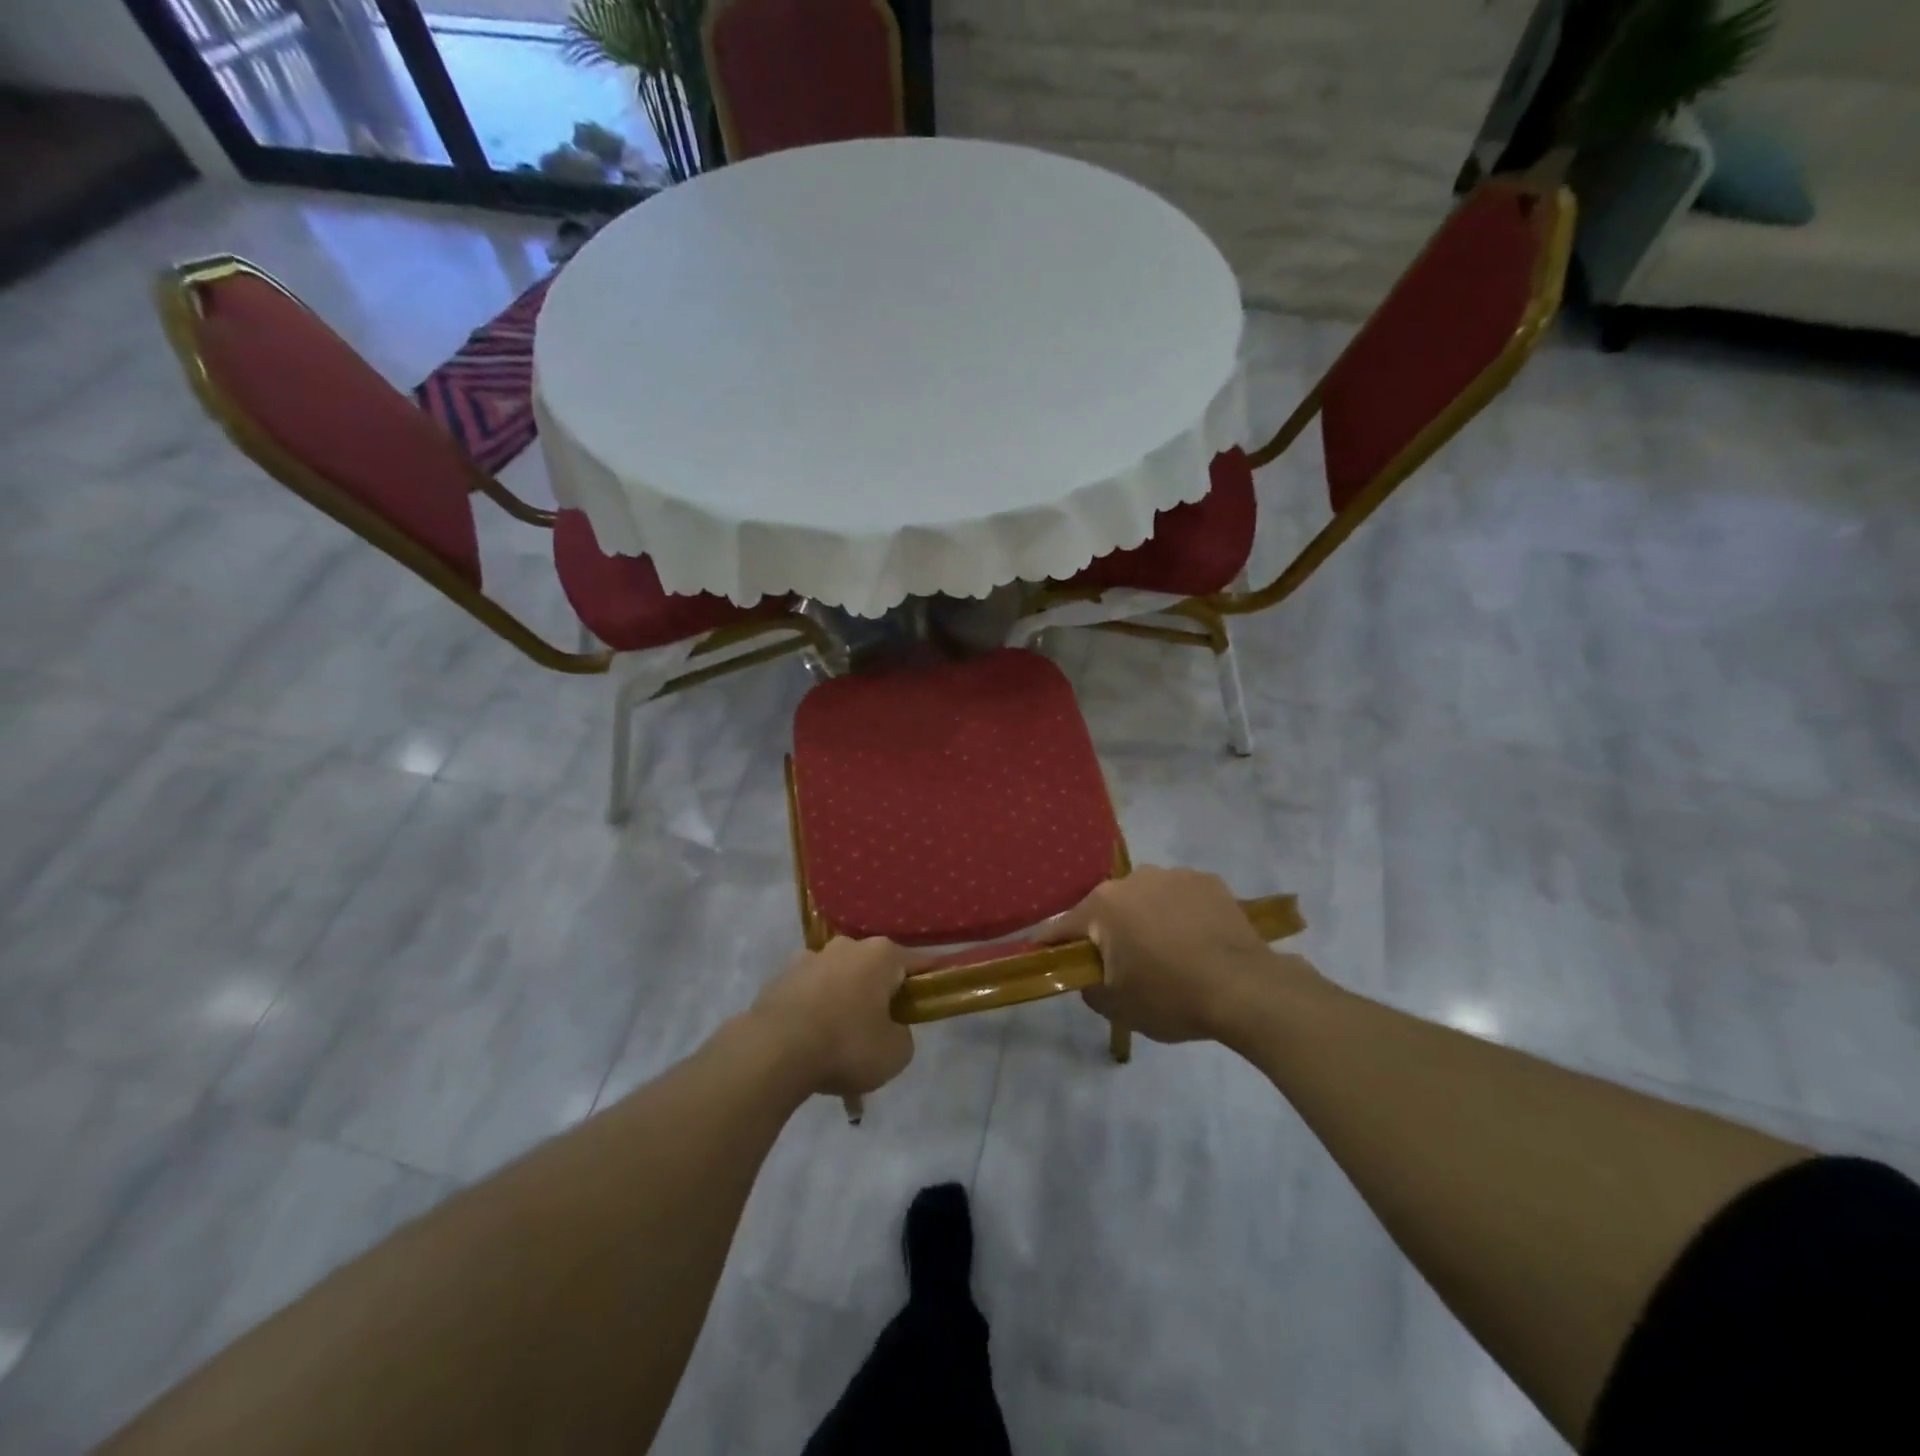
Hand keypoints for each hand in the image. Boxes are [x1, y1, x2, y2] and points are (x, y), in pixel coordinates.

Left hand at [749, 937, 915, 1097]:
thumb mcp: (896, 1053)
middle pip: (872, 969)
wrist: (773, 1052)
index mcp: (881, 954)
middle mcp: (846, 946)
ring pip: (837, 980)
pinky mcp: (779, 978)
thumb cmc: (847, 1045)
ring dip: (842, 1002)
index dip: (925, 985)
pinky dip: (813, 1013)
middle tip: (878, 1031)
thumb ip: (902, 1034)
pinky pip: (808, 995)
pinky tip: (809, 1044)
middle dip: (877, 994)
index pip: (915, 964)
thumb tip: (890, 1029)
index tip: (924, 1005)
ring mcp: (808, 958)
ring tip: (837, 1043)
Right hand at [1045, 866, 1325, 1043]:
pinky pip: (1181, 898)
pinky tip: (1198, 943)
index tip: (1048, 959)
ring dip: (1147, 920)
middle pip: (1108, 909)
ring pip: (1146, 899)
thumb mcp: (1117, 1006)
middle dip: (1109, 933)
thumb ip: (1089, 987)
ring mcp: (1174, 875)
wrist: (1245, 989)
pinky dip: (1181, 915)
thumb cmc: (1171, 996)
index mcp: (1103, 905)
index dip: (1053, 946)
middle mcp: (1133, 879)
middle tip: (1124, 966)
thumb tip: (1090, 975)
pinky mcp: (1208, 881)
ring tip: (1169, 954)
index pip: (1064, 927)